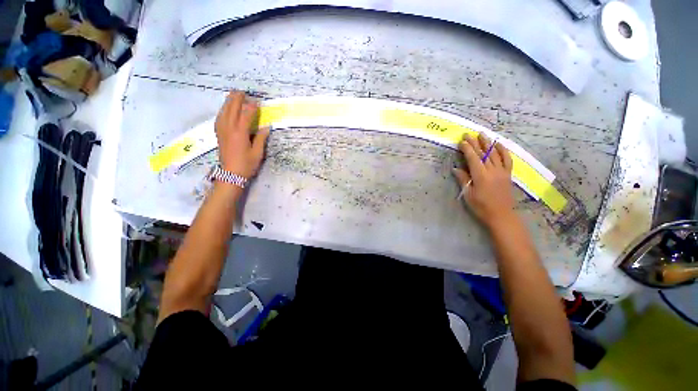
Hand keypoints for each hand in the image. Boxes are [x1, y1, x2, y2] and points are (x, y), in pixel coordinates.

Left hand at [214, 91, 269, 177]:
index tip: (258, 102)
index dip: (252, 107)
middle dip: (237, 99)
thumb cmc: (246, 165)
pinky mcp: (218, 134)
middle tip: (243, 92)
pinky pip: (219, 117)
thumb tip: (266, 127)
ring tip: (233, 95)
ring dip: (228, 102)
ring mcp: (221, 130)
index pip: (246, 114)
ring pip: (223, 111)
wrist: (230, 175)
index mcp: (240, 133)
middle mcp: (229, 128)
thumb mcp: (258, 153)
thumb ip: (261, 138)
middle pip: (231, 109)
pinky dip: (223, 110)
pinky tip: (225, 109)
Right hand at [452, 133, 516, 229]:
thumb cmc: (481, 207)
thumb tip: (456, 168)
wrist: (501, 215)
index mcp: (481, 176)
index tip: (461, 141)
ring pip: (495, 154)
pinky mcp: (508, 174)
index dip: (467, 149)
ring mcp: (502, 171)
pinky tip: (499, 144)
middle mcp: (492, 171)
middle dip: (475, 143)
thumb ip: (463, 180)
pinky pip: (507, 159)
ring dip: (488, 143)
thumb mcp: (468, 194)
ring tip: (482, 134)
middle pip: (483, 153)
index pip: (473, 158)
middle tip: (468, 134)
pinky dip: (503, 150)